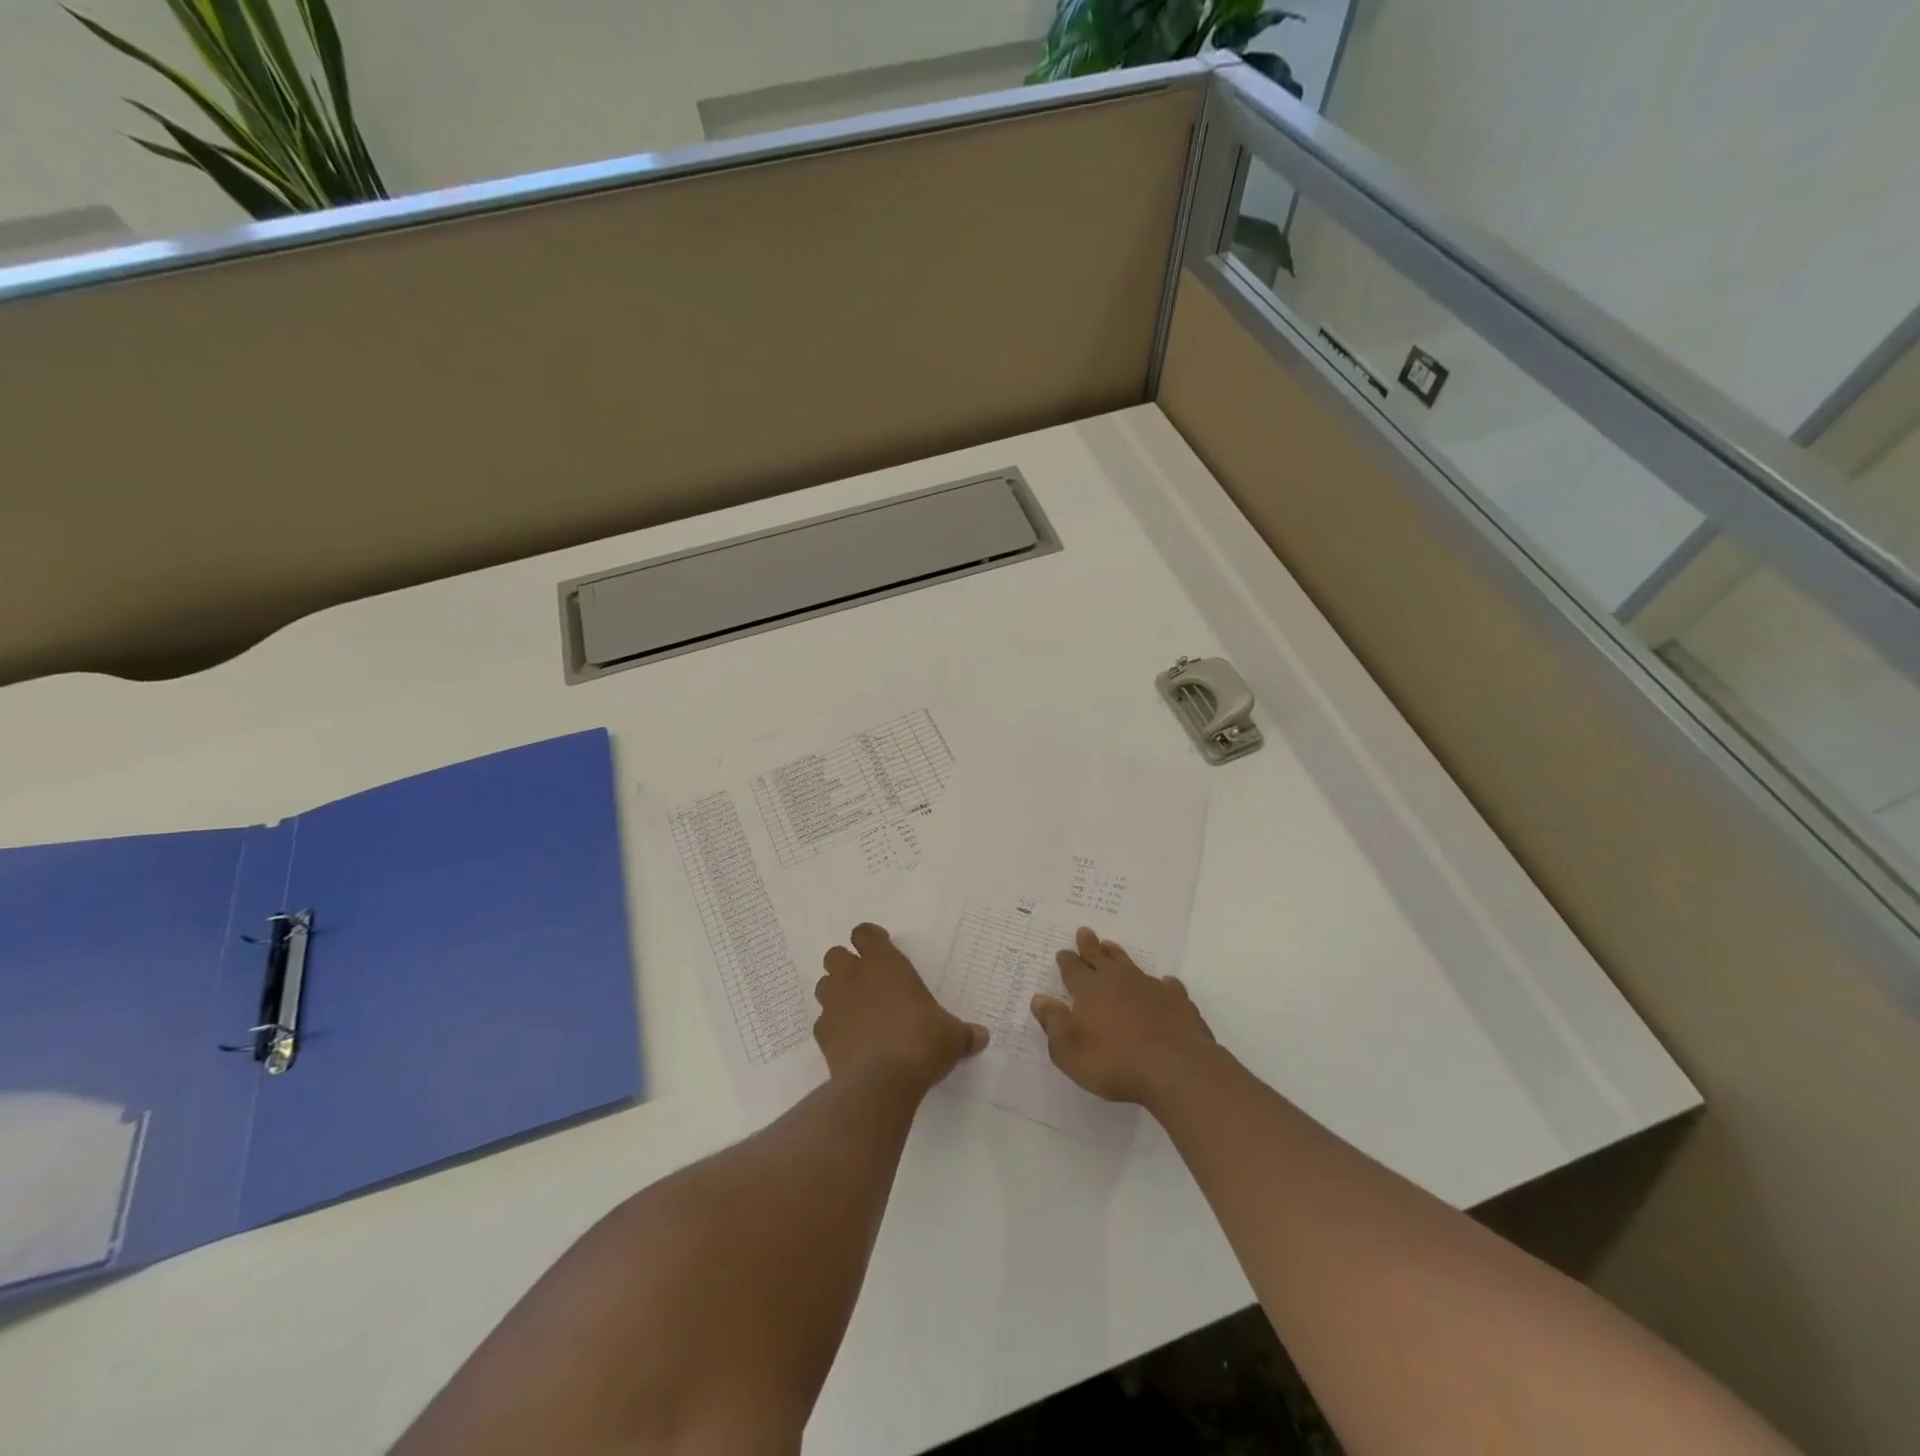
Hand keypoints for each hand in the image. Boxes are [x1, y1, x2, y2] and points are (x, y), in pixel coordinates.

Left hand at [815, 923, 988, 1096]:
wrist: (882, 1081)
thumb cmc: (922, 1042)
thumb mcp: (952, 1036)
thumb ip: (963, 1033)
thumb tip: (981, 1037)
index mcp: (886, 964)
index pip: (865, 934)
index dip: (870, 938)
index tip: (881, 948)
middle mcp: (855, 977)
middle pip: (835, 955)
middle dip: (846, 964)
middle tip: (865, 981)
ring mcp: (834, 1005)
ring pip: (823, 985)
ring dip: (836, 992)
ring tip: (855, 1010)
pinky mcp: (823, 1035)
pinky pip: (823, 1023)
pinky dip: (833, 1027)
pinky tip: (849, 1042)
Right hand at [1031, 927, 1218, 1105]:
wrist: (1176, 1069)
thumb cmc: (1115, 1063)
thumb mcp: (1070, 1051)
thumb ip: (1053, 1023)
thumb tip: (1039, 999)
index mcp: (1090, 990)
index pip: (1074, 970)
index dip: (1067, 961)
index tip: (1063, 951)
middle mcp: (1118, 981)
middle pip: (1100, 958)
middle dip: (1090, 945)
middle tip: (1085, 931)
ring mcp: (1150, 988)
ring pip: (1130, 965)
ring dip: (1118, 955)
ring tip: (1111, 946)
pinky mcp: (1177, 1002)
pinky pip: (1167, 986)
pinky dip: (1162, 984)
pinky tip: (1164, 984)